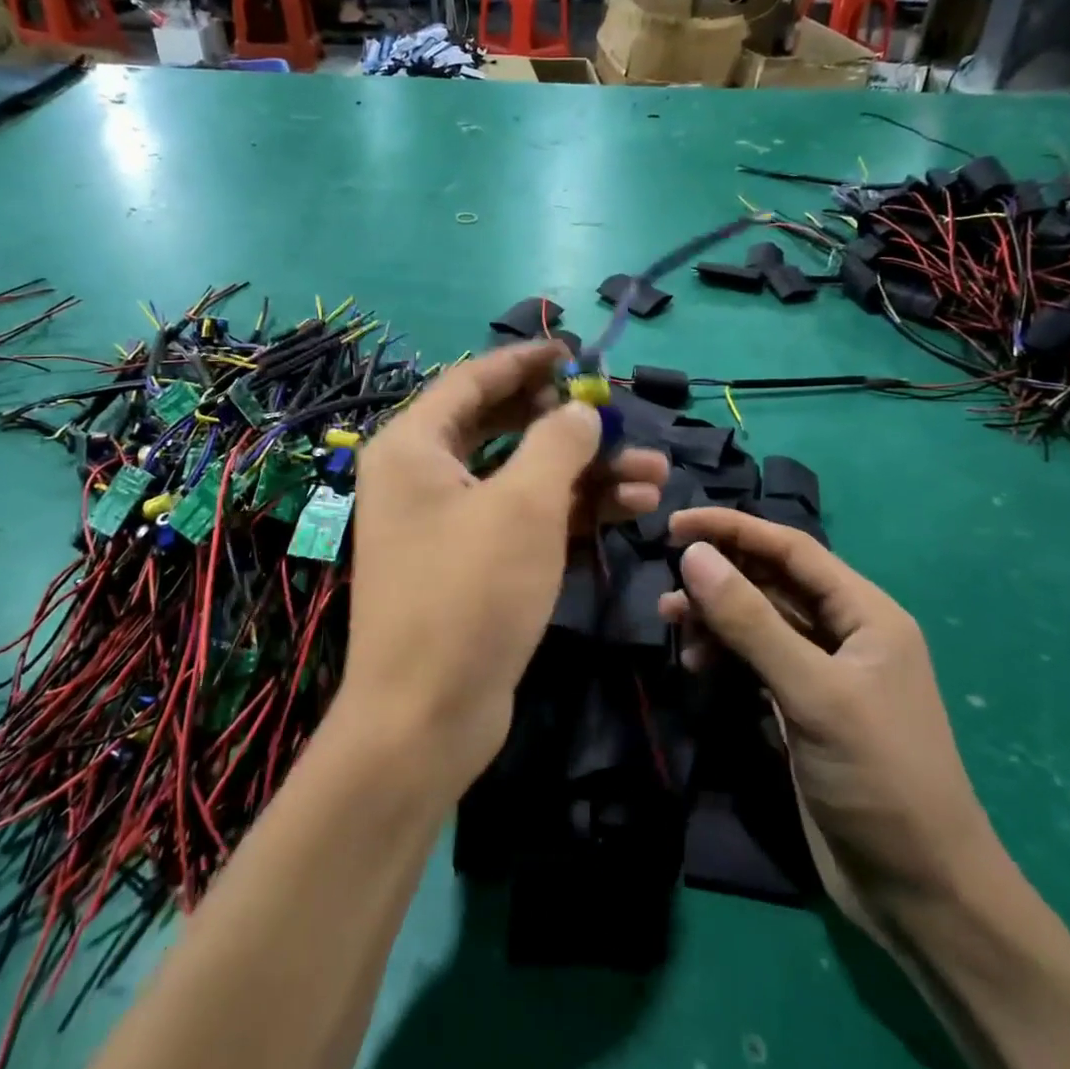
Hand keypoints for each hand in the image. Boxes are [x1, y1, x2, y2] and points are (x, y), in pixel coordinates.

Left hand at [344, 343, 668, 794]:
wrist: (428, 716)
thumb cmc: (470, 593)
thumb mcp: (524, 505)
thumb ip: (558, 443)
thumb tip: (580, 410)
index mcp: (414, 447)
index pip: (473, 381)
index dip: (527, 361)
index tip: (577, 352)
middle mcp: (424, 477)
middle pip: (504, 428)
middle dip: (570, 425)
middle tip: (621, 417)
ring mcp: (449, 524)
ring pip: (524, 478)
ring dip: (588, 473)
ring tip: (656, 472)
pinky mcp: (475, 565)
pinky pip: (526, 519)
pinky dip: (574, 511)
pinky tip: (635, 507)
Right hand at [658, 508, 1002, 936]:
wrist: (920, 892)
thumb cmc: (879, 778)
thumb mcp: (814, 693)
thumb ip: (752, 622)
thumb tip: (692, 555)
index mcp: (866, 614)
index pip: (791, 549)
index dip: (733, 529)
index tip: (673, 525)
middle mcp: (845, 633)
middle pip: (772, 582)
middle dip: (719, 577)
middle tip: (667, 587)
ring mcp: (822, 672)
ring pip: (758, 622)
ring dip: (715, 618)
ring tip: (672, 626)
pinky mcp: (801, 707)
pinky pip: (754, 661)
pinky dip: (723, 656)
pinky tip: (696, 666)